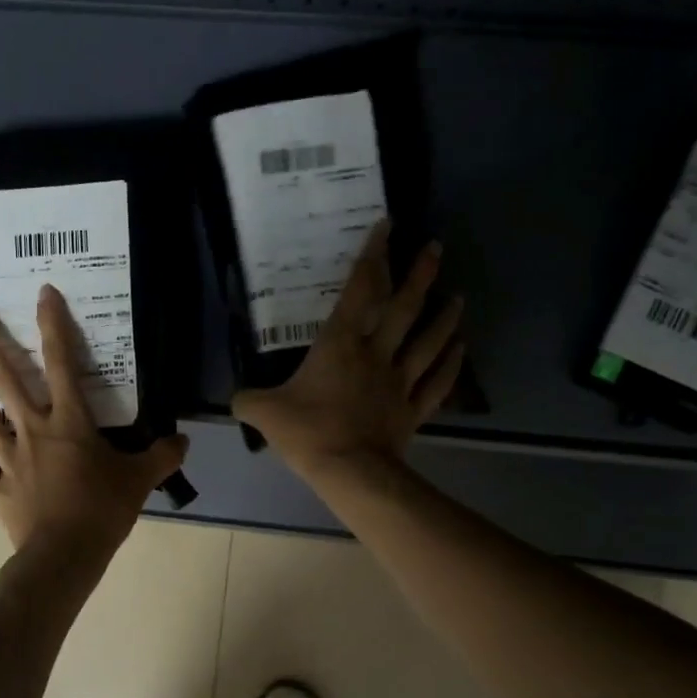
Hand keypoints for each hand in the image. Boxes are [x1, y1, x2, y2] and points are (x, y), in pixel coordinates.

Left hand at [0, 287, 189, 560]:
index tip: (42, 293)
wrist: (63, 557)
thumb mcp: (141, 480)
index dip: (54, 325)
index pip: (61, 363)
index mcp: (68, 423)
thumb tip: (182, 440)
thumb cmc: (102, 511)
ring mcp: (9, 460)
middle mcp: (32, 431)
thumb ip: (162, 456)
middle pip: (5, 379)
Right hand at [233, 219, 464, 479]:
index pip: (359, 291)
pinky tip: (460, 350)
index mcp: (340, 346)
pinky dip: (451, 365)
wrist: (350, 472)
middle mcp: (376, 355)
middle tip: (436, 248)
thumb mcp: (264, 413)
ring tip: (458, 297)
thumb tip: (236, 399)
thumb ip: (248, 401)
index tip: (387, 226)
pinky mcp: (412, 410)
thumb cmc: (309, 433)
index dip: (372, 256)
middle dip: (420, 275)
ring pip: (428, 342)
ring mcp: (399, 383)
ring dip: (444, 317)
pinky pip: (437, 383)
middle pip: (404, 309)